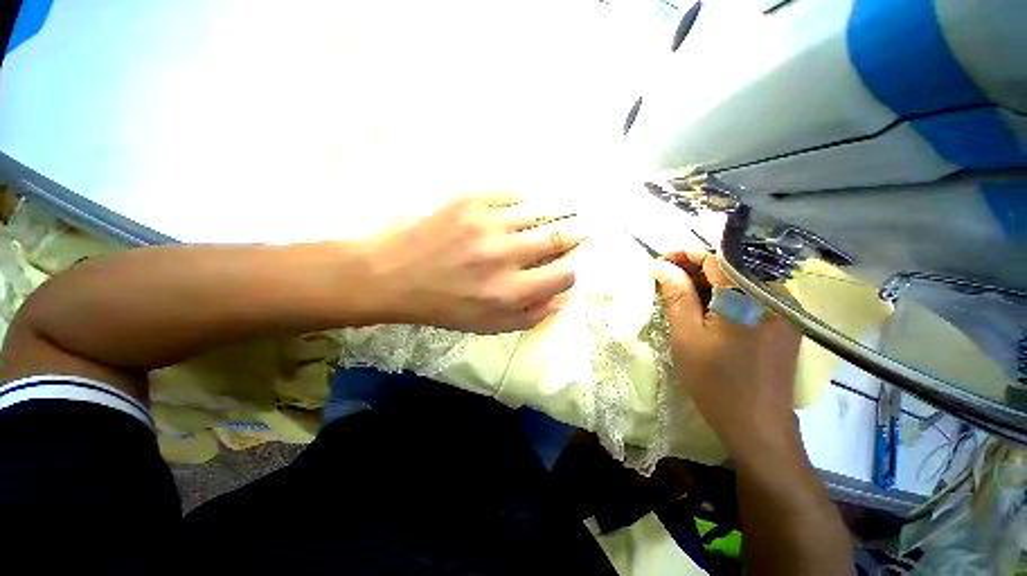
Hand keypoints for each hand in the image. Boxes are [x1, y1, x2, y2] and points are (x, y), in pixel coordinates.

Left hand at [368, 193, 586, 332]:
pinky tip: (523, 207)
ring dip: (555, 213)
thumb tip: (562, 299)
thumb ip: (529, 316)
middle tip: (583, 228)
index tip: (567, 268)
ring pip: (538, 211)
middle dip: (574, 233)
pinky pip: (511, 195)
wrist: (394, 275)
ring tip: (564, 210)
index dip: (570, 272)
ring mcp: (488, 224)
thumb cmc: (443, 306)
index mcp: (509, 292)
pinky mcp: (470, 202)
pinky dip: (523, 202)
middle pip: (556, 237)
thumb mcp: (487, 326)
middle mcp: (505, 255)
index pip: (561, 275)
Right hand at [654, 251, 802, 464]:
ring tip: (679, 296)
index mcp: (750, 297)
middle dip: (694, 270)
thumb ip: (676, 295)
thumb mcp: (687, 336)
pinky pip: (749, 299)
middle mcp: (775, 296)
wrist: (757, 427)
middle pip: (729, 268)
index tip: (660, 262)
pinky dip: (723, 298)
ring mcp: (783, 311)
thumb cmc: (716, 382)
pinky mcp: (783, 325)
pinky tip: (704, 310)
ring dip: (707, 285)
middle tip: (665, 281)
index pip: (716, 258)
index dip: (685, 255)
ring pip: (738, 283)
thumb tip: (662, 267)